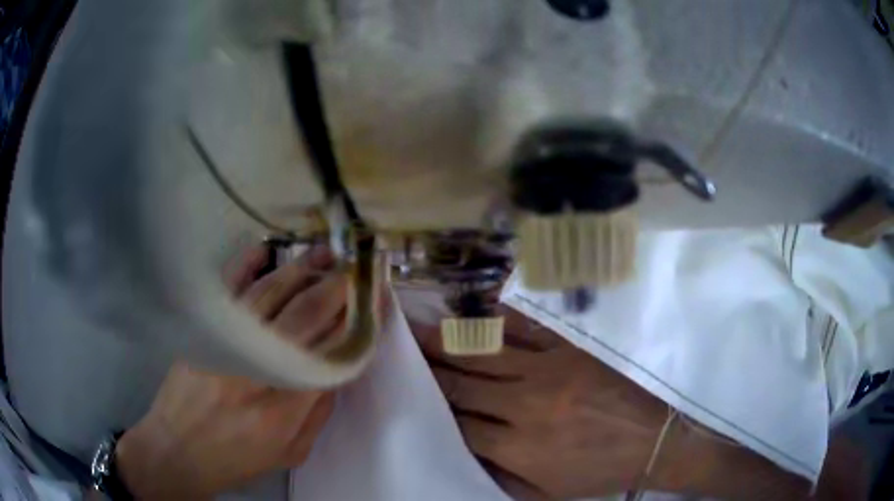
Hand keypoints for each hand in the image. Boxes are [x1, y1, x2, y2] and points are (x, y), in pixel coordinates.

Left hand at [115, 245, 353, 499]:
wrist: (177, 450)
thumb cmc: (237, 459)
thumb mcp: (291, 452)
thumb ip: (319, 412)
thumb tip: (339, 366)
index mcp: (282, 409)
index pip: (330, 354)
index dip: (356, 324)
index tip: (373, 303)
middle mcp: (255, 371)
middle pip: (305, 318)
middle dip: (337, 290)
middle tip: (357, 272)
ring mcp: (224, 345)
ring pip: (270, 295)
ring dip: (302, 270)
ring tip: (326, 253)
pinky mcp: (202, 332)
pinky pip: (227, 289)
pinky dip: (247, 264)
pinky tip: (267, 250)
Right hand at [412, 306, 666, 498]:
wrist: (651, 443)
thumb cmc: (596, 473)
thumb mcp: (543, 495)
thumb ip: (498, 477)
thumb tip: (462, 453)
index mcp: (515, 448)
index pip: (457, 424)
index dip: (432, 409)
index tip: (409, 394)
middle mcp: (523, 407)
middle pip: (460, 385)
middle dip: (426, 370)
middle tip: (398, 351)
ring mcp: (547, 372)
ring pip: (482, 354)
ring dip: (446, 342)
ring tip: (417, 328)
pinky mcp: (568, 351)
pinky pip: (524, 329)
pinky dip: (495, 321)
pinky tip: (473, 313)